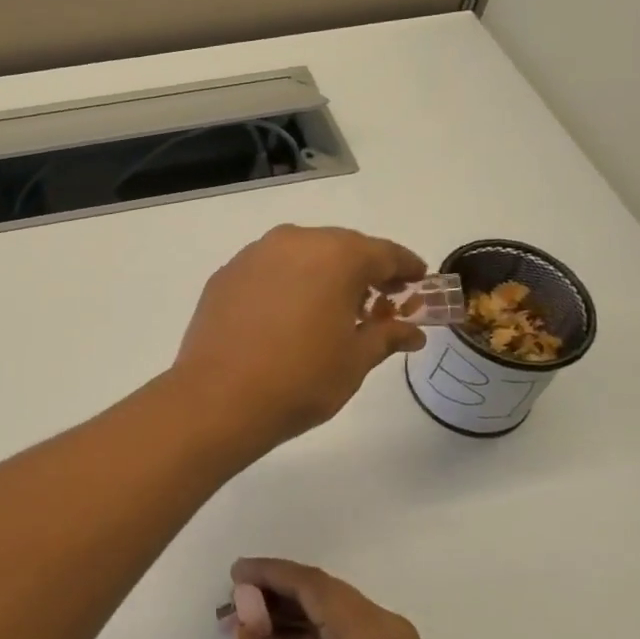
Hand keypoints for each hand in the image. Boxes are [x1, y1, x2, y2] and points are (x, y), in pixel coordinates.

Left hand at [169, 225, 426, 447]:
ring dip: (323, 274)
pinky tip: (288, 314)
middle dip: (364, 271)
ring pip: (302, 254)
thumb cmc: (301, 378)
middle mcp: (294, 241)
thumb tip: (412, 332)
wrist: (219, 397)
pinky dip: (288, 282)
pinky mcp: (227, 273)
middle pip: (341, 247)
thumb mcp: (356, 360)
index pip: (384, 252)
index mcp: (335, 255)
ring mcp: (255, 254)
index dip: (406, 267)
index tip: (419, 281)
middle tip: (379, 302)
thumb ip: (387, 336)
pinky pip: (270, 268)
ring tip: (332, 309)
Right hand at [223, 558, 465, 638]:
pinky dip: (313, 633)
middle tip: (235, 598)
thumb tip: (243, 628)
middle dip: (275, 592)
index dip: (267, 573)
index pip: (309, 582)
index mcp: (364, 631)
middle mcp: (384, 625)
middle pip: (321, 591)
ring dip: (292, 613)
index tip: (233, 573)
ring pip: (333, 610)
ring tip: (249, 620)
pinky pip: (346, 631)